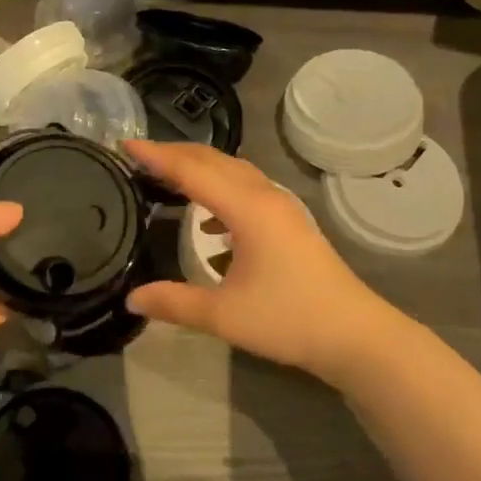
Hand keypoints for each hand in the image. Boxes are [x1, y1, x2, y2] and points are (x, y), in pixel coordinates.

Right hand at [124, 140, 404, 386]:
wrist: (355, 335)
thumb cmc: (289, 319)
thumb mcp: (224, 315)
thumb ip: (174, 303)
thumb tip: (131, 300)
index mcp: (247, 208)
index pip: (192, 170)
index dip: (157, 156)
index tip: (125, 144)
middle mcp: (264, 197)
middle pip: (214, 161)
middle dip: (175, 153)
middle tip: (139, 155)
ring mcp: (281, 207)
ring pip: (233, 172)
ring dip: (199, 168)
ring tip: (167, 177)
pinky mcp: (289, 222)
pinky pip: (246, 189)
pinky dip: (220, 189)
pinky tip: (208, 221)